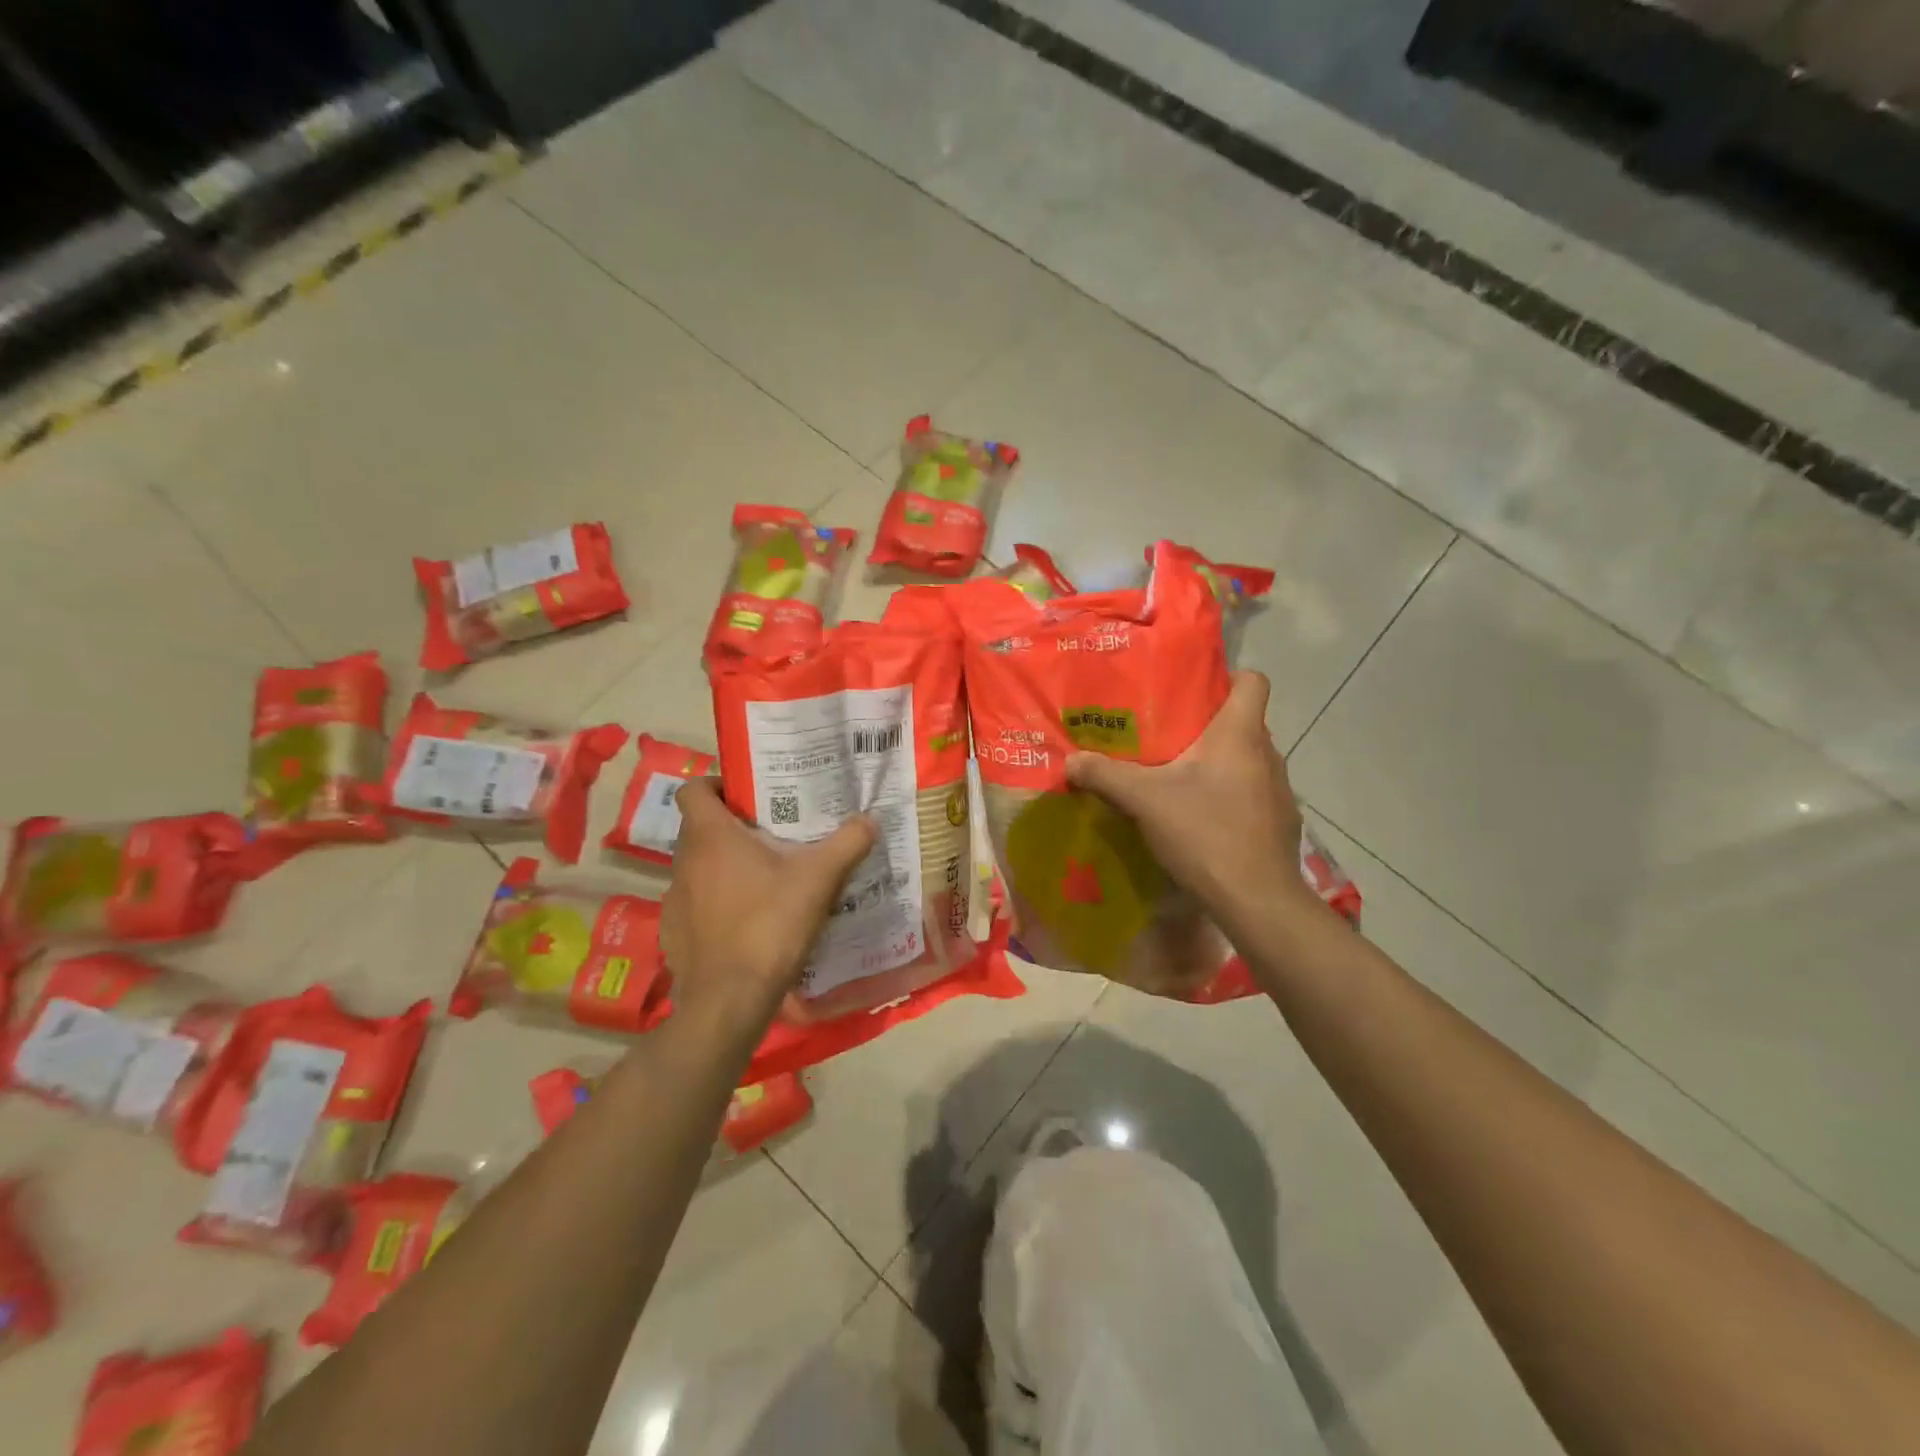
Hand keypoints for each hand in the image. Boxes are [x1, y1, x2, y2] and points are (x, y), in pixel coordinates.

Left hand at [661, 778, 876, 1030]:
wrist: (729, 999)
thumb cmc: (770, 924)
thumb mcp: (819, 879)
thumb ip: (847, 843)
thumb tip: (870, 819)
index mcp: (710, 836)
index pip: (693, 789)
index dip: (716, 785)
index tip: (747, 795)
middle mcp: (683, 862)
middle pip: (700, 829)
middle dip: (732, 828)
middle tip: (771, 834)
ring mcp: (673, 900)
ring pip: (698, 868)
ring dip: (724, 867)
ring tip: (763, 879)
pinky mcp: (673, 934)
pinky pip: (694, 905)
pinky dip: (715, 904)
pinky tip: (746, 922)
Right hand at [1065, 671, 1310, 923]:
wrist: (1257, 900)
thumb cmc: (1204, 832)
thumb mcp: (1144, 800)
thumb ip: (1105, 775)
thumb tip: (1070, 761)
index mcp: (1239, 734)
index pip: (1253, 680)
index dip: (1228, 677)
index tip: (1194, 689)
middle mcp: (1268, 754)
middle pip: (1244, 722)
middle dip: (1208, 726)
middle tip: (1168, 736)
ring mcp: (1280, 791)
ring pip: (1248, 761)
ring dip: (1220, 765)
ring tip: (1181, 779)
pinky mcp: (1281, 823)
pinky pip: (1253, 795)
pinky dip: (1232, 798)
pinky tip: (1204, 820)